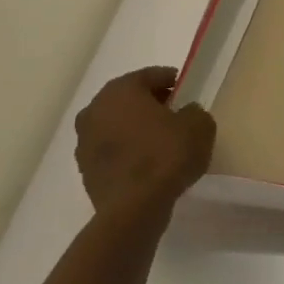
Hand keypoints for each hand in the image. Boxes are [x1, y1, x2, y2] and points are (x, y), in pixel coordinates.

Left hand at [74, 67, 215, 218]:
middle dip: (150, 103)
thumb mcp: (199, 124)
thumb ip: (194, 111)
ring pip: (116, 125)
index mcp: (121, 90)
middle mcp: (95, 109)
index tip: (186, 89)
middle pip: (128, 99)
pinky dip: (127, 150)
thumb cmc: (167, 154)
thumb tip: (185, 113)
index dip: (171, 80)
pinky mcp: (84, 169)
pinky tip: (147, 162)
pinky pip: (111, 149)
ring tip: (161, 140)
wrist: (135, 207)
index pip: (150, 75)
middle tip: (175, 113)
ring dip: (135, 128)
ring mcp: (84, 141)